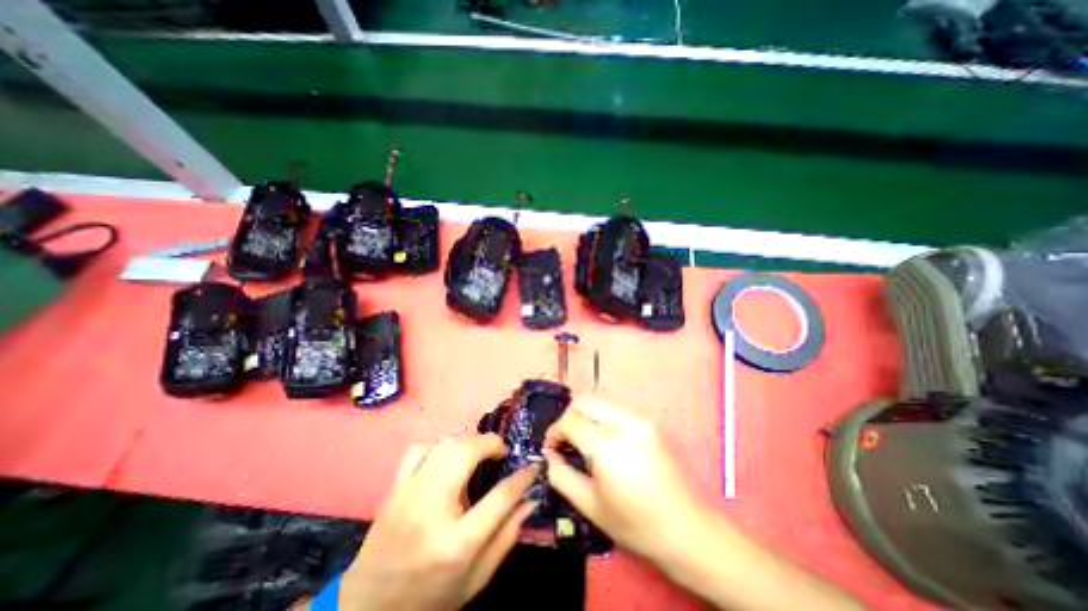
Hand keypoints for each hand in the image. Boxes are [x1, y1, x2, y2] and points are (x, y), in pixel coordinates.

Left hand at [342, 435, 536, 610]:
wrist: (367, 609)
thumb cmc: (429, 598)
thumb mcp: (476, 579)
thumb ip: (507, 537)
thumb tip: (530, 500)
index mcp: (456, 543)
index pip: (501, 497)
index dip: (523, 476)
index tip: (534, 466)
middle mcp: (431, 510)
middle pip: (466, 453)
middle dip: (491, 443)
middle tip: (502, 451)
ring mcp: (408, 494)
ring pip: (445, 444)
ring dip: (469, 440)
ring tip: (479, 451)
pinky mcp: (394, 488)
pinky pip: (420, 448)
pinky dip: (440, 444)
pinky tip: (448, 456)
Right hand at [542, 399, 706, 565]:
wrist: (687, 529)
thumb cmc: (635, 524)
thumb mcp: (590, 505)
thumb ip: (561, 476)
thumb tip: (549, 454)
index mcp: (607, 445)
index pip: (570, 421)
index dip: (554, 432)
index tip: (551, 449)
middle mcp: (624, 422)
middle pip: (584, 401)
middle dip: (568, 418)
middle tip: (565, 442)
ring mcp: (640, 419)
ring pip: (600, 403)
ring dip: (585, 417)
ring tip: (584, 443)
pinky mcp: (649, 423)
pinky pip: (616, 411)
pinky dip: (602, 420)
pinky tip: (605, 444)